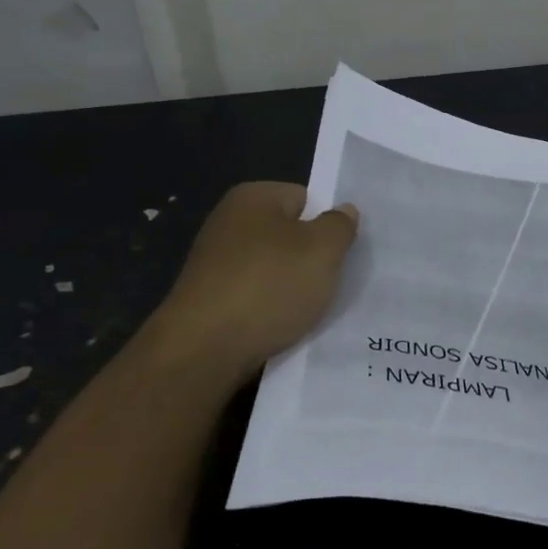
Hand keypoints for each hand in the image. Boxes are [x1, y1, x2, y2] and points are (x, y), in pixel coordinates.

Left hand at [145, 182, 358, 374]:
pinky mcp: (210, 300)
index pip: (305, 198)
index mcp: (252, 197)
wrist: (204, 350)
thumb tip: (343, 211)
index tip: (341, 252)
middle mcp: (228, 223)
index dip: (327, 224)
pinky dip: (272, 309)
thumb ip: (340, 225)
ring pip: (274, 269)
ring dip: (294, 287)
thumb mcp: (323, 249)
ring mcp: (215, 263)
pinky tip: (284, 327)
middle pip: (289, 234)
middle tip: (331, 280)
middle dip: (311, 257)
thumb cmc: (269, 285)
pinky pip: (256, 297)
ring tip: (310, 308)